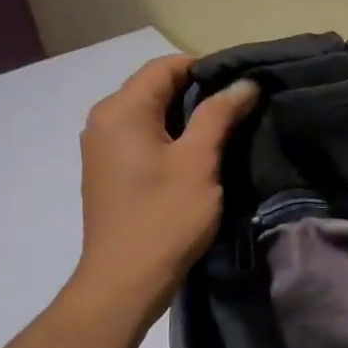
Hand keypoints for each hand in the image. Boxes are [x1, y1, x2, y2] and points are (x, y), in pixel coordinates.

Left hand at [70, 54, 259, 321]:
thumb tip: (245, 83)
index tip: (243, 86)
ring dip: (188, 119)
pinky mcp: (109, 172)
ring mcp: (102, 148)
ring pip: (151, 116)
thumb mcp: (199, 162)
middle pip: (156, 89)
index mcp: (121, 109)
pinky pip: (143, 140)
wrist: (125, 281)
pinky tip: (199, 158)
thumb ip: (220, 115)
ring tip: (227, 133)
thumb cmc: (165, 217)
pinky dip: (171, 139)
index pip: (166, 66)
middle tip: (242, 109)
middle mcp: (103, 120)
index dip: (207, 69)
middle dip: (200, 94)